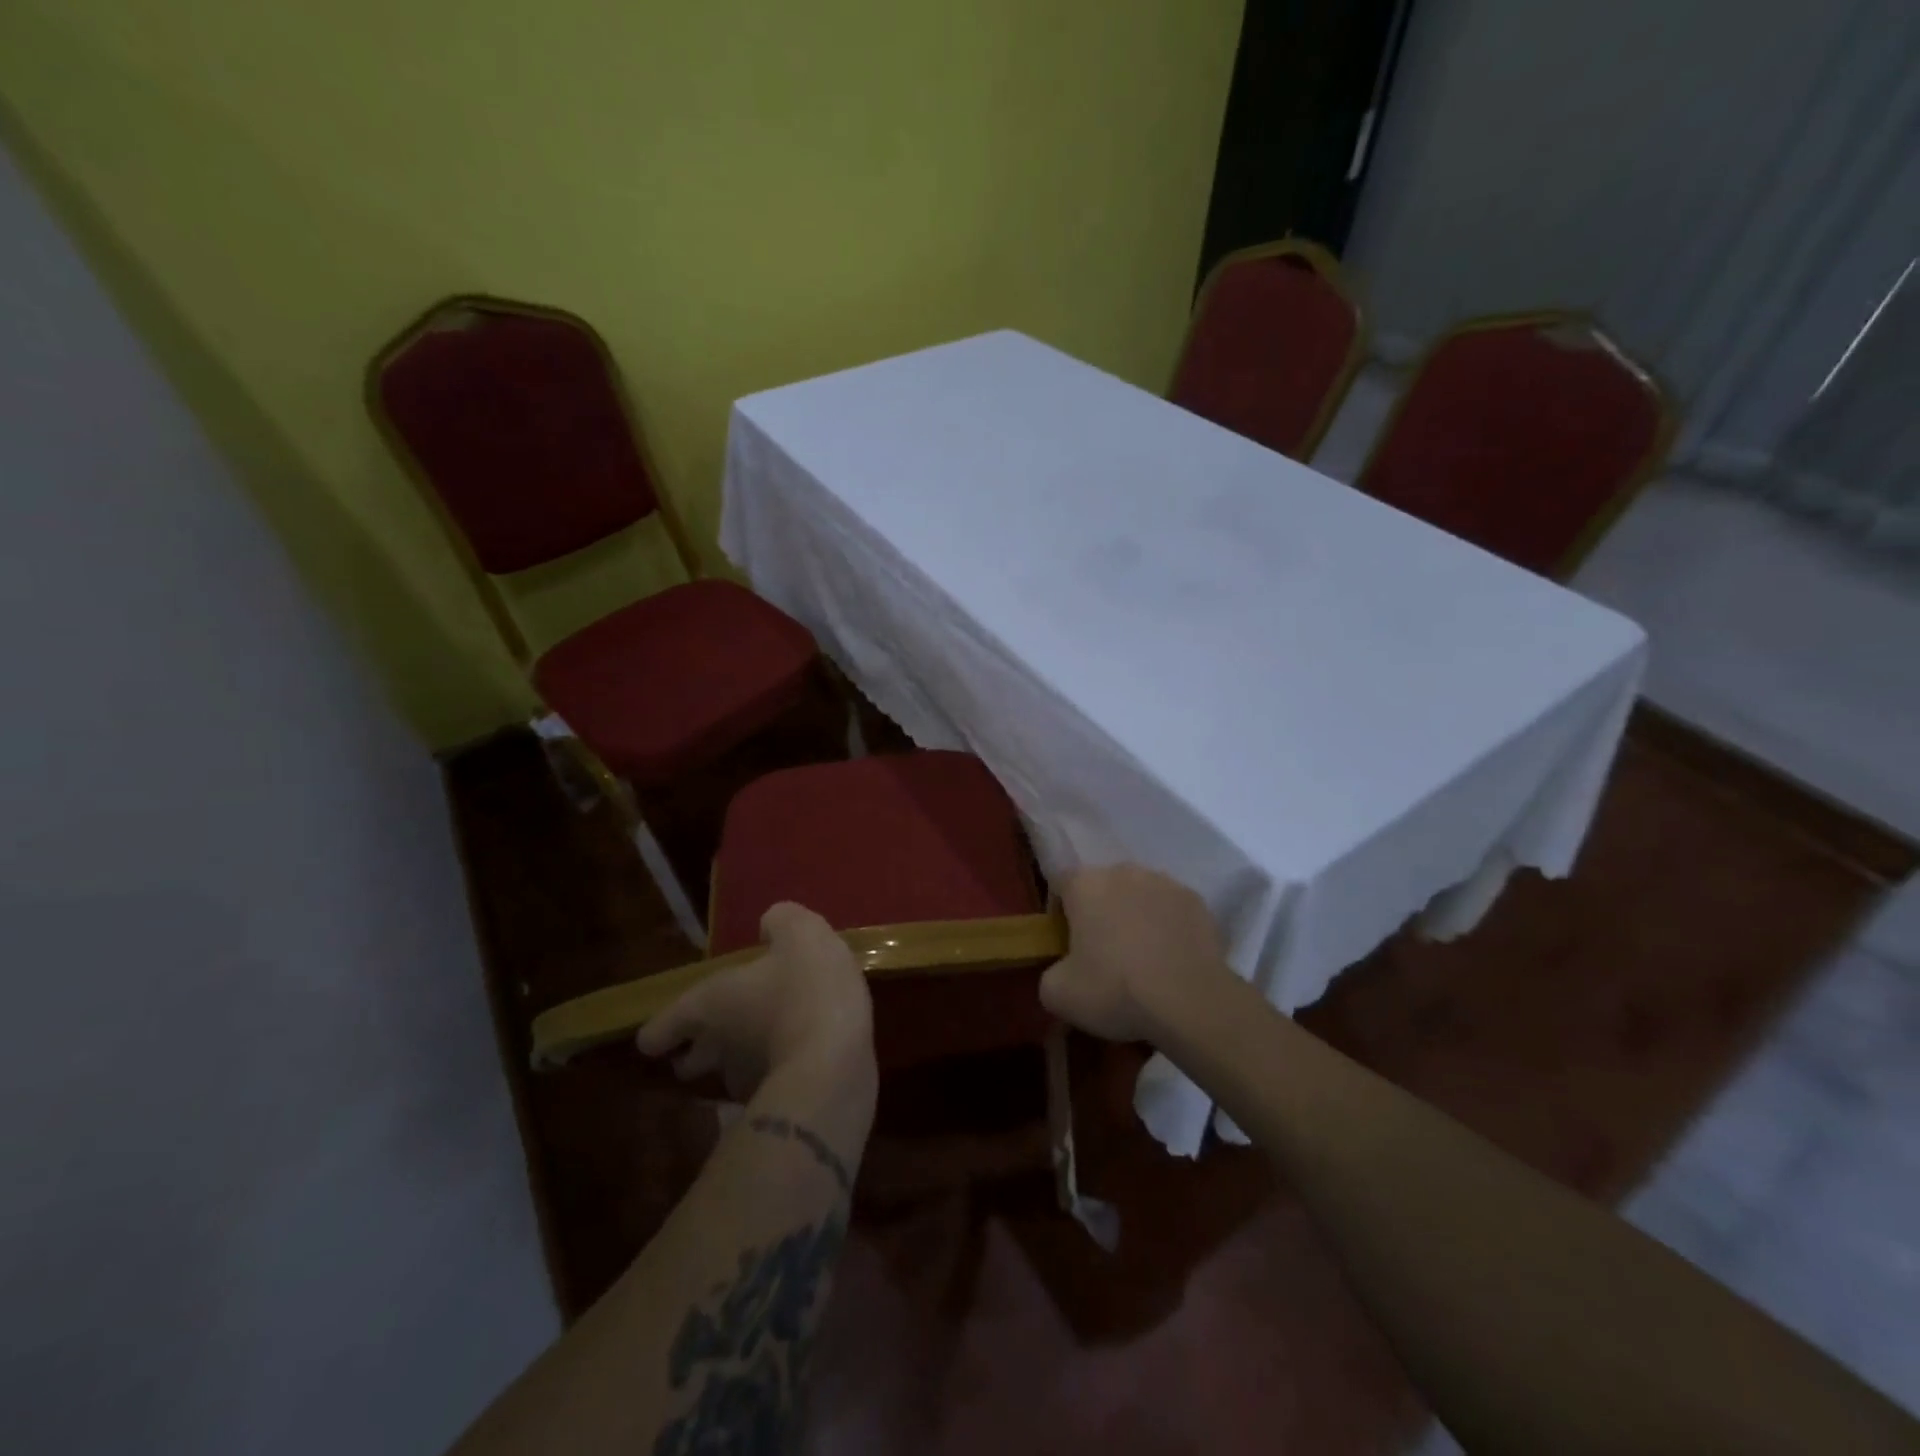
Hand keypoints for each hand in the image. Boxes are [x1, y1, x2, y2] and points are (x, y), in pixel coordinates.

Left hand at [637, 902, 875, 1104]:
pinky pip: (770, 1087)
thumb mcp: (801, 934)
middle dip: (699, 1051)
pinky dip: (780, 1074)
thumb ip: (780, 921)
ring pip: (730, 1076)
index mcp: (708, 1006)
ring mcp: (746, 1086)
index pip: (657, 1031)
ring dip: (744, 1061)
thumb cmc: (806, 989)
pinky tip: (806, 1057)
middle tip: (724, 1032)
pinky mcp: (781, 1108)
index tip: (670, 1032)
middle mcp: (716, 1050)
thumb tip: (769, 926)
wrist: (837, 1064)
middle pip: (688, 1063)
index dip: (661, 1030)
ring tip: (774, 1040)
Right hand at [1040, 866, 1225, 1042]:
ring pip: (1139, 896)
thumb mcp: (1058, 995)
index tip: (1066, 945)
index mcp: (1084, 884)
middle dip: (1099, 913)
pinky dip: (1167, 927)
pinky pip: (1171, 910)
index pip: (1060, 885)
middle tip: (1102, 954)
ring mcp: (1165, 883)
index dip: (1059, 914)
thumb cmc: (1115, 990)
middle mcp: (1123, 871)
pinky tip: (1170, 960)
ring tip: (1141, 958)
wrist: (1190, 1003)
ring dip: (1135, 916)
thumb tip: (1062, 972)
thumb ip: (1049, 973)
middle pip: (1102, 888)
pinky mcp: (1197, 901)